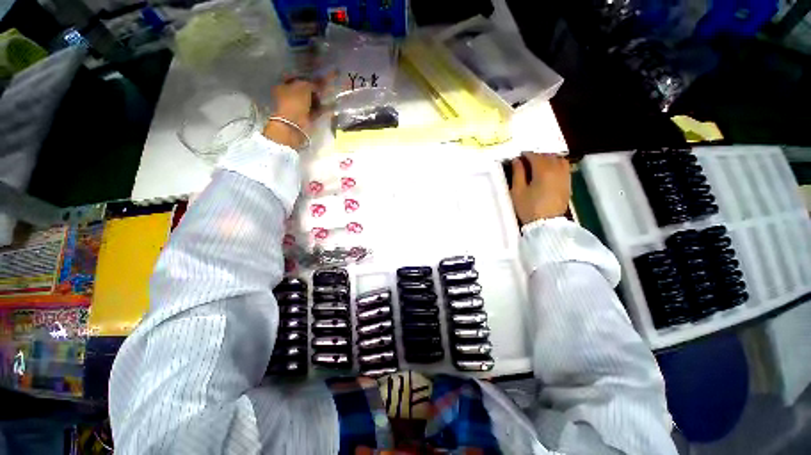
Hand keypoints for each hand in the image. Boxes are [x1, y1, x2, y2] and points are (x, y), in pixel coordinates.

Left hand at [264, 77, 328, 148]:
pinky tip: (331, 106)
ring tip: (330, 95)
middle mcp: (289, 96)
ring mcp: (298, 108)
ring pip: (311, 101)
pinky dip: (323, 109)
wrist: (294, 126)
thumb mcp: (303, 87)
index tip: (318, 77)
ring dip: (320, 99)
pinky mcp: (306, 118)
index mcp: (283, 86)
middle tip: (326, 86)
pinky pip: (316, 111)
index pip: (296, 78)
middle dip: (315, 89)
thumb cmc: (294, 102)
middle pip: (304, 90)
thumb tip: (319, 83)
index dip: (307, 77)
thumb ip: (312, 83)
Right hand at [510, 153, 570, 224]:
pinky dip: (556, 164)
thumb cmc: (528, 208)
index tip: (518, 157)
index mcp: (543, 171)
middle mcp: (556, 170)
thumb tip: (517, 160)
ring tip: (539, 164)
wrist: (546, 224)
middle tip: (526, 161)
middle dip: (536, 156)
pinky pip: (564, 167)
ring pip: (558, 159)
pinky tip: (549, 171)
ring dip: (548, 158)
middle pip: (547, 156)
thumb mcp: (517, 191)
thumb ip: (517, 173)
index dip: (525, 155)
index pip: (534, 156)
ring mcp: (564, 176)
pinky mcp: (568, 183)